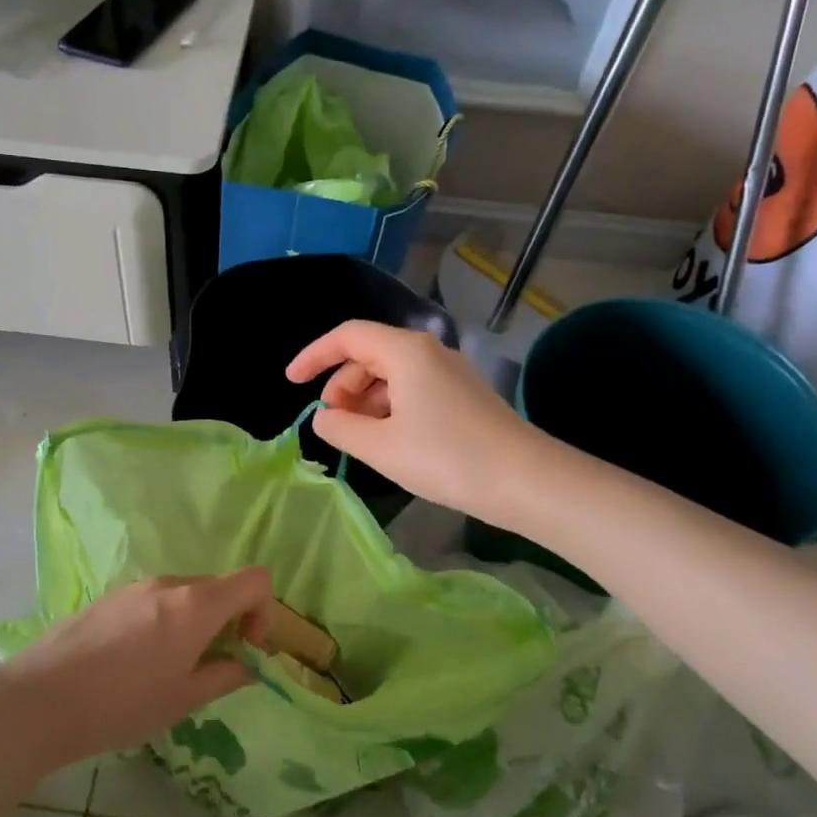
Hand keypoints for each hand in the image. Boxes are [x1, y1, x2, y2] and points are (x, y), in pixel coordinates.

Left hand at [1, 570, 271, 768]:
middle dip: (230, 620)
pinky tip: (138, 659)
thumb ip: (224, 676)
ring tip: (172, 666)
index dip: (264, 610)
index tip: (247, 646)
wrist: (40, 698)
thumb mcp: (183, 699)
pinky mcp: (110, 596)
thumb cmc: (122, 703)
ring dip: (196, 621)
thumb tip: (246, 667)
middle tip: (214, 663)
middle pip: (220, 586)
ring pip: (186, 593)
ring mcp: (137, 586)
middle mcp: (170, 583)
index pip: (256, 579)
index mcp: (196, 604)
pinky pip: (155, 599)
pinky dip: (166, 620)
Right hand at [286, 320, 550, 521]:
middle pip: (369, 354)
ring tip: (361, 438)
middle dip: (341, 384)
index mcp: (405, 351)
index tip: (291, 383)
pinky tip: (391, 441)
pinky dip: (390, 408)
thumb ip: (340, 428)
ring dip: (366, 400)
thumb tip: (324, 417)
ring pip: (391, 374)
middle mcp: (428, 352)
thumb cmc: (446, 458)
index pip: (347, 336)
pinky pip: (413, 390)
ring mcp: (449, 373)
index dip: (313, 356)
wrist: (525, 480)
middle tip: (334, 423)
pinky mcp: (462, 395)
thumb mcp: (380, 447)